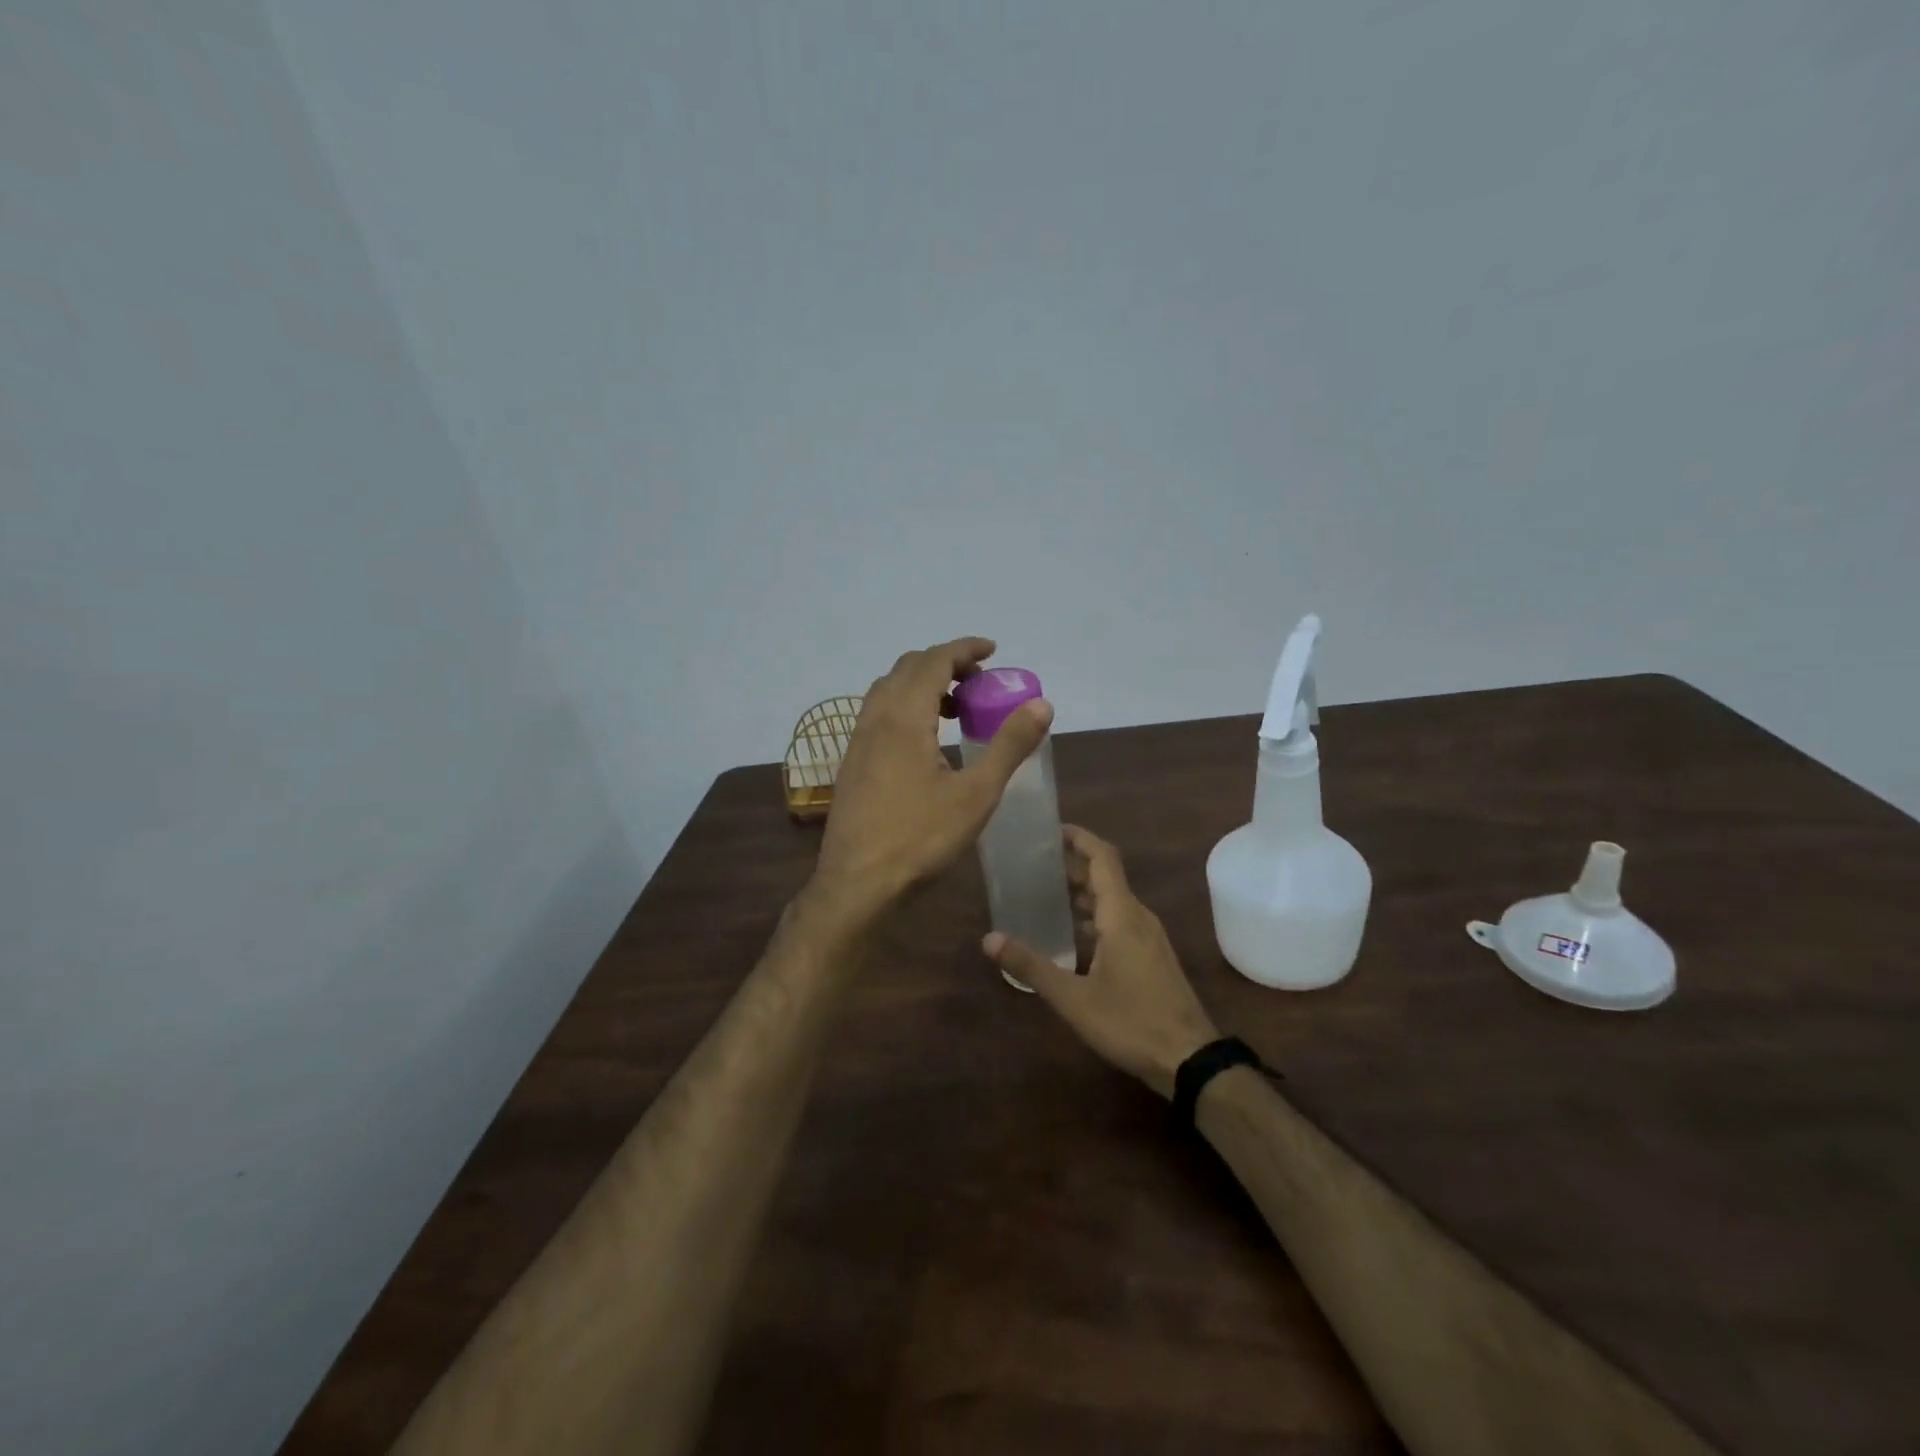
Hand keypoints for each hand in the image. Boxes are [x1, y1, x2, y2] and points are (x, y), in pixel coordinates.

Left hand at [811, 637, 1052, 923]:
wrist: (857, 883)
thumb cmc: (920, 839)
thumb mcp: (976, 794)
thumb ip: (1009, 746)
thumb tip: (1042, 704)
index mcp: (904, 717)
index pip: (934, 661)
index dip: (964, 649)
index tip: (992, 650)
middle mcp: (875, 719)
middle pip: (908, 668)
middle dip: (945, 663)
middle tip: (979, 682)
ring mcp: (857, 740)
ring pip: (888, 690)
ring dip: (922, 684)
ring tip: (957, 708)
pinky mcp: (851, 762)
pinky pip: (878, 713)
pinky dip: (905, 706)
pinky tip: (925, 740)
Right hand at [984, 825, 1219, 1098]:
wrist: (1190, 1059)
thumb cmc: (1131, 1022)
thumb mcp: (1073, 998)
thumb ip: (1031, 966)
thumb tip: (989, 939)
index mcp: (1122, 915)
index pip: (1102, 858)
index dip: (1079, 838)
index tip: (1051, 829)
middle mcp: (1138, 917)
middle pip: (1106, 876)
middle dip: (1073, 864)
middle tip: (1035, 862)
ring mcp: (1149, 937)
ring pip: (1114, 900)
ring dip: (1084, 890)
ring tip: (1047, 891)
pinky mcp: (1152, 956)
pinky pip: (1121, 920)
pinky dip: (1095, 914)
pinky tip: (1074, 932)